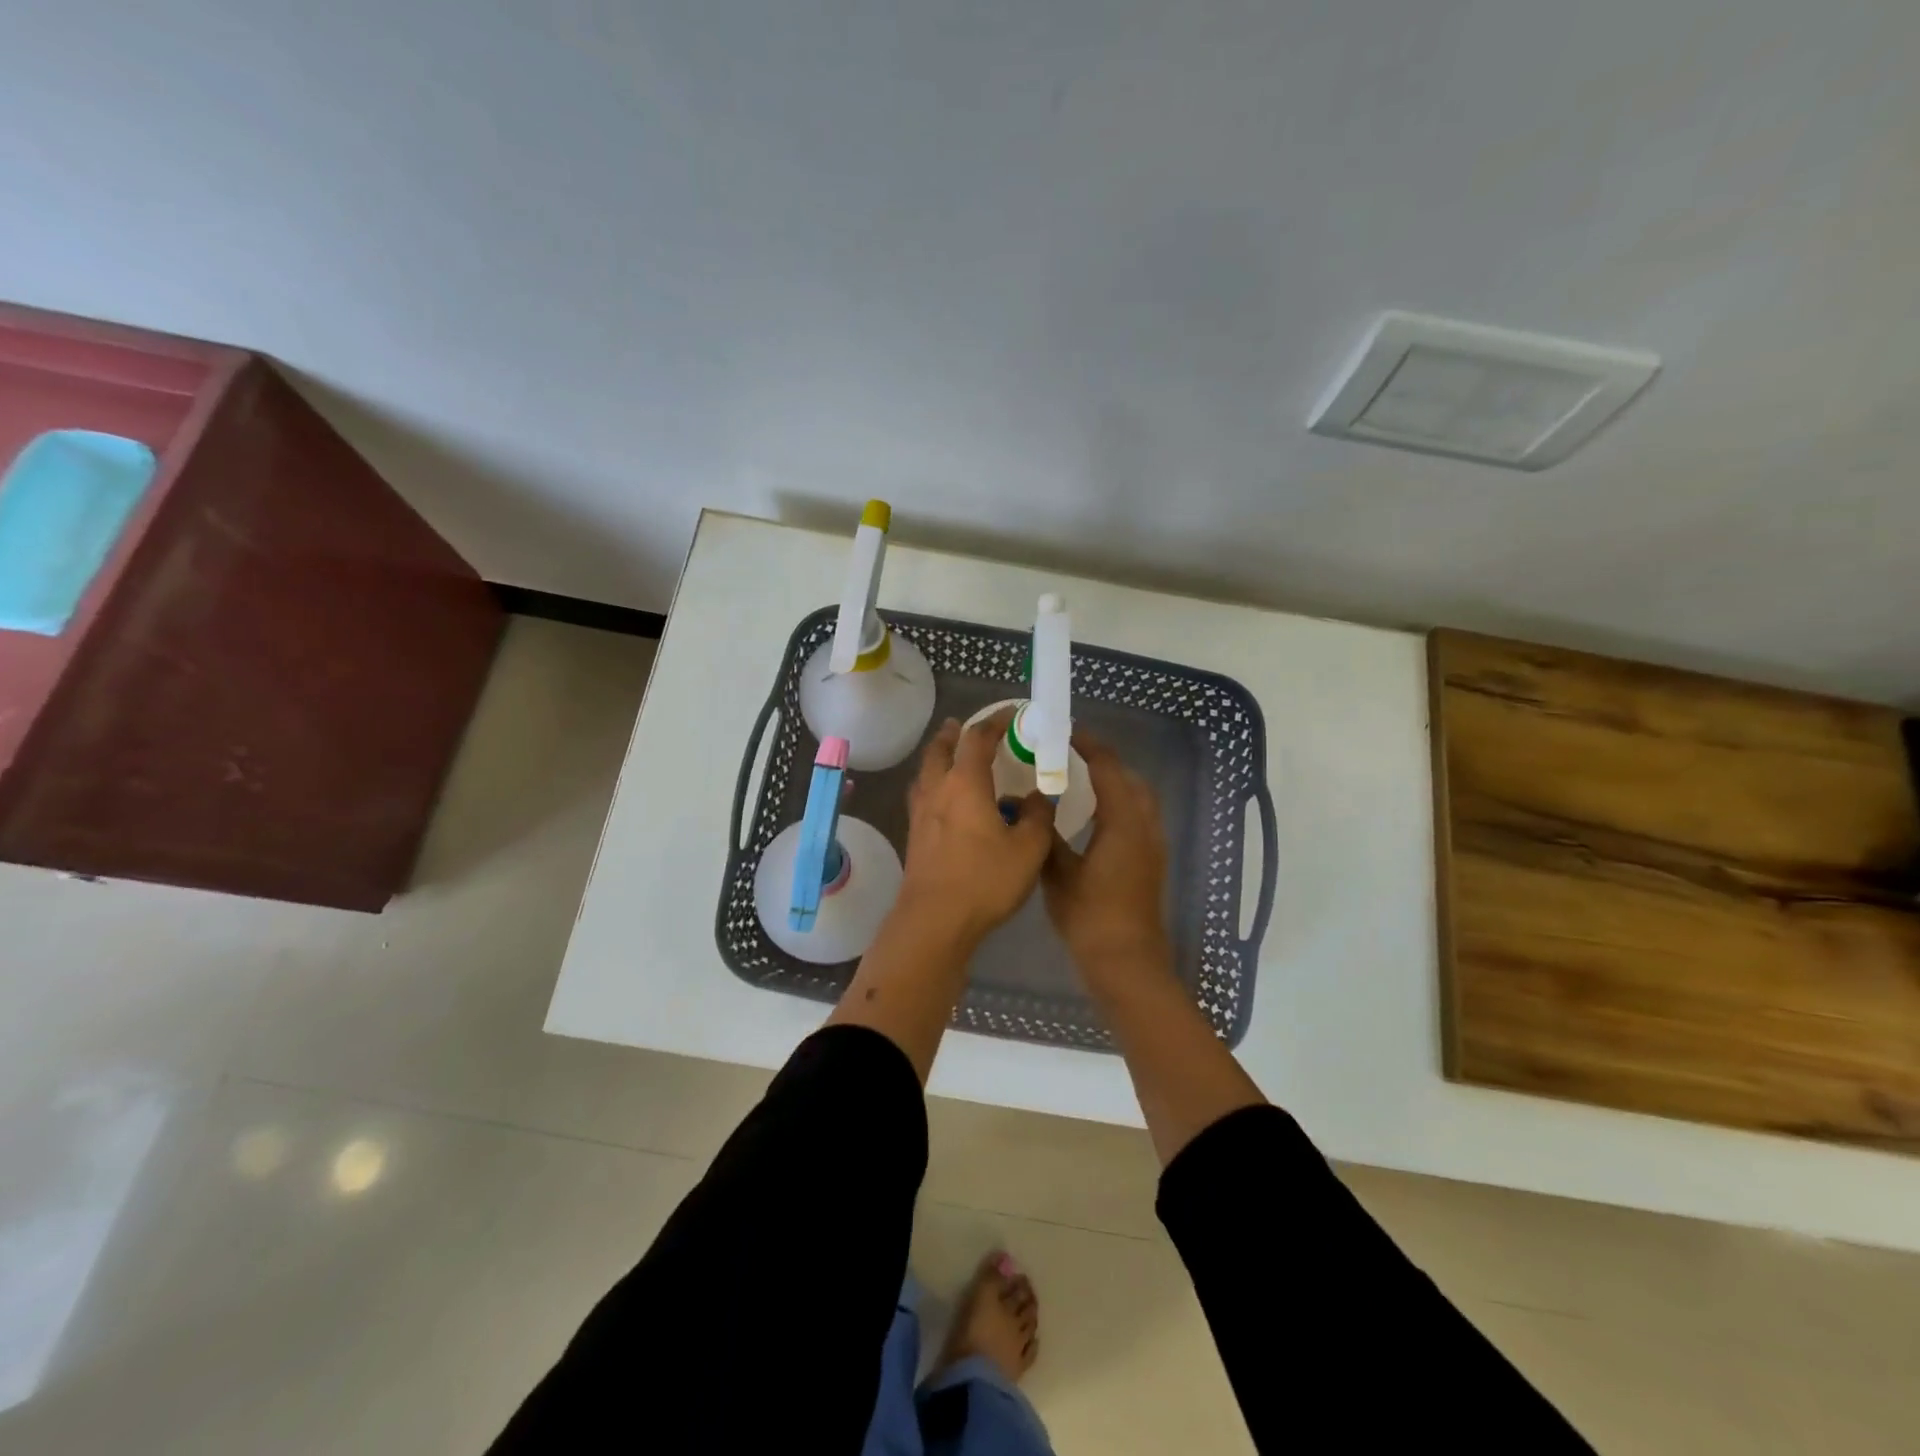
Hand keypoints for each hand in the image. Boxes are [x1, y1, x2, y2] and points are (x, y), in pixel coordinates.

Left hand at [897, 712, 1054, 946]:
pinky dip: (934, 783)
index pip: (978, 738)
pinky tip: (945, 801)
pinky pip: (922, 795)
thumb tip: (1037, 796)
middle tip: (964, 726)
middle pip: (940, 749)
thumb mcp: (1029, 848)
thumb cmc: (984, 880)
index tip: (1011, 714)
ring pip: (926, 772)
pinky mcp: (914, 836)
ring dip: (938, 757)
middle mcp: (937, 790)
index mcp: (966, 784)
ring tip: (951, 757)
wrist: (934, 920)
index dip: (995, 722)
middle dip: (954, 733)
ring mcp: (920, 813)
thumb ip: (1037, 816)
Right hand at [1042, 731, 1171, 989]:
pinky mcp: (1151, 862)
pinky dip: (1120, 804)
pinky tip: (1094, 817)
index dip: (1089, 746)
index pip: (1108, 769)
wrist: (1127, 962)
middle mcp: (1144, 826)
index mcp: (1123, 822)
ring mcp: (1152, 845)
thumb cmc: (1090, 917)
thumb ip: (1047, 835)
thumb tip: (1035, 808)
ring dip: (1115, 782)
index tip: (1066, 732)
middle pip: (1130, 779)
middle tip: (1071, 755)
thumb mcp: (1058, 873)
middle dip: (1104, 761)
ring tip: (1081, 780)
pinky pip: (1139, 817)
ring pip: (1139, 798)